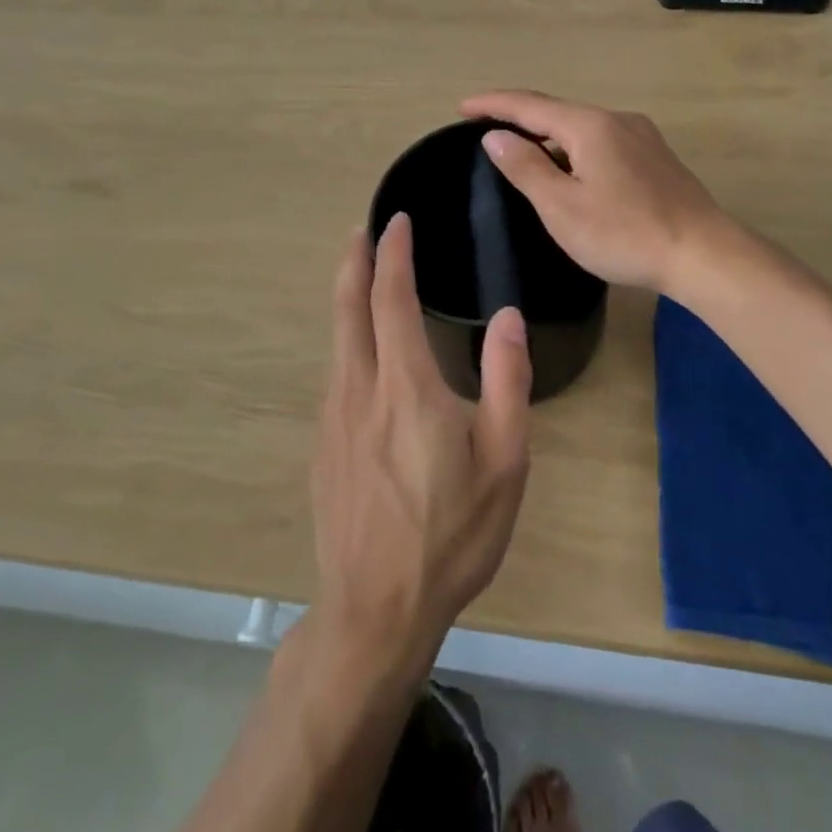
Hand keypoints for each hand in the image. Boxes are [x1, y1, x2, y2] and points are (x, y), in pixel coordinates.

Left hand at [311, 215, 531, 670]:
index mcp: (405, 386)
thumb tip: (508, 317)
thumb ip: (508, 383)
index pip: (391, 299)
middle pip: (348, 307)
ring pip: (336, 338)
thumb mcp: (503, 462)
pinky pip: (336, 371)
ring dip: (348, 296)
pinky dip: (347, 336)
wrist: (374, 609)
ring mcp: (333, 417)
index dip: (393, 254)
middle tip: (363, 229)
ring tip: (363, 275)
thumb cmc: (451, 535)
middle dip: (354, 260)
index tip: (396, 221)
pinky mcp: (323, 444)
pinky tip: (363, 349)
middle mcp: (359, 388)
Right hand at [460, 90, 732, 293]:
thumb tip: (495, 135)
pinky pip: (603, 142)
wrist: (703, 254)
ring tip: (524, 153)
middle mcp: (617, 120)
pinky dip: (575, 149)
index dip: (493, 104)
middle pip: (557, 112)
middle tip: (487, 131)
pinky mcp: (656, 158)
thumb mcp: (562, 206)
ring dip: (549, 136)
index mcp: (590, 125)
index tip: (462, 107)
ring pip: (583, 128)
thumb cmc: (624, 233)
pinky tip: (572, 171)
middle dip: (520, 119)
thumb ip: (526, 167)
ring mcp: (642, 137)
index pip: (529, 105)